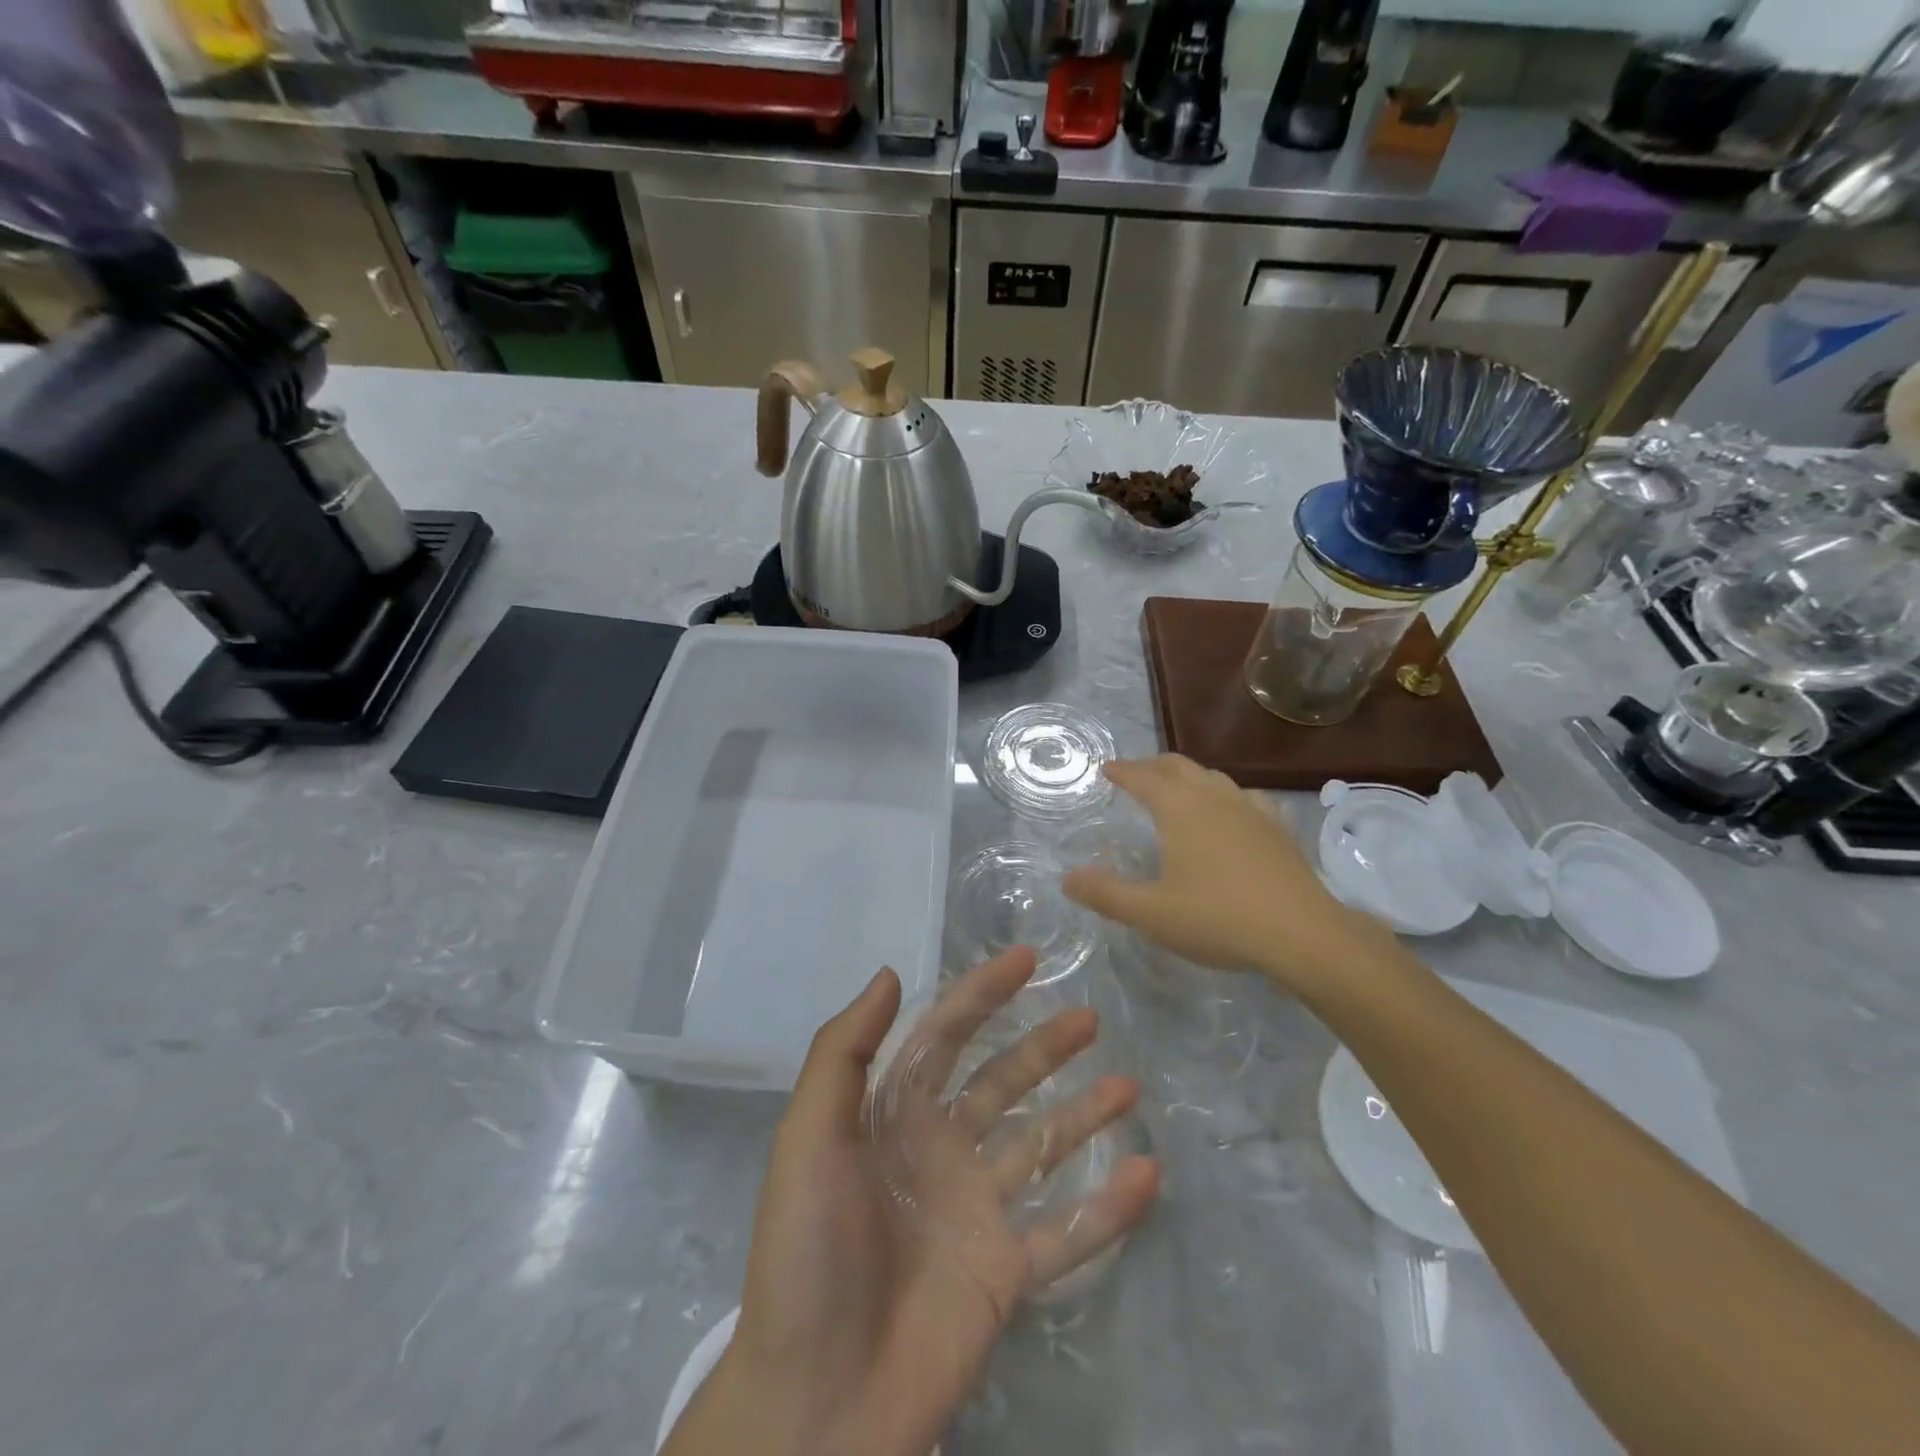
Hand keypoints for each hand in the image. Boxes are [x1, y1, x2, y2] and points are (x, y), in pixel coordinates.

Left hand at [664, 950, 1158, 1455]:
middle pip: (1001, 1081)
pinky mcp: (1004, 1274)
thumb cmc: (808, 1253)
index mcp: (893, 1115)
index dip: (982, 993)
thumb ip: (844, 1052)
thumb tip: (890, 974)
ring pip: (1041, 1147)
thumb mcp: (809, 1137)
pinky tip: (1148, 1174)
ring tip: (1128, 1084)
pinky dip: (1108, 1208)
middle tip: (1089, 1018)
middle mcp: (939, 1150)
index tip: (1026, 958)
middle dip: (1042, 1047)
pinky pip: (1067, 1232)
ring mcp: (976, 1212)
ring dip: (1083, 1114)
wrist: (816, 1403)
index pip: (946, 1035)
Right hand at [1062, 755, 1393, 998]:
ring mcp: (1251, 808)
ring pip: (1213, 777)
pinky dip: (1225, 796)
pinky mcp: (1278, 827)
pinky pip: (1245, 797)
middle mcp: (1214, 797)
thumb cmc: (1218, 917)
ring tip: (1178, 790)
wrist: (1302, 934)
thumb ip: (1105, 894)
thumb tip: (1068, 878)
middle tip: (1136, 775)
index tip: (1106, 768)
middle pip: (1179, 766)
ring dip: (1189, 777)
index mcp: (1180, 808)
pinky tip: (1231, 813)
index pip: (1143, 777)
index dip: (1122, 771)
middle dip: (1153, 766)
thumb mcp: (1150, 913)